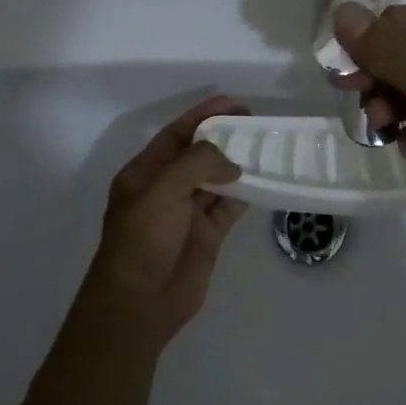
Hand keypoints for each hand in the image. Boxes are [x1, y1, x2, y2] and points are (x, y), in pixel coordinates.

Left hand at [85, 95, 248, 346]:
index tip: (232, 102)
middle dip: (224, 136)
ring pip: (217, 179)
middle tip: (256, 123)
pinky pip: (228, 206)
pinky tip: (263, 182)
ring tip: (265, 148)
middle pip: (199, 153)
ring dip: (237, 164)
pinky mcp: (207, 234)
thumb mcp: (163, 190)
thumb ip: (198, 163)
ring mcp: (187, 212)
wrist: (140, 303)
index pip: (176, 133)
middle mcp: (167, 188)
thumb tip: (232, 163)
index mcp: (146, 172)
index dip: (202, 114)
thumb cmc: (143, 238)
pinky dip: (244, 194)